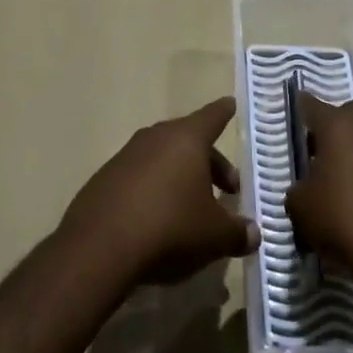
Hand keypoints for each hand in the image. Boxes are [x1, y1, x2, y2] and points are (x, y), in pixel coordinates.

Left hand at [60, 98, 260, 288]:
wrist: (99, 248)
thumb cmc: (170, 228)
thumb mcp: (214, 236)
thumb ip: (238, 233)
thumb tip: (253, 234)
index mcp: (186, 139)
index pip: (212, 117)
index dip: (224, 112)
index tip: (230, 103)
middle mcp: (155, 138)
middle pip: (188, 140)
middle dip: (210, 161)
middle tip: (228, 187)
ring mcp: (125, 157)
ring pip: (162, 158)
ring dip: (180, 177)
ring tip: (192, 207)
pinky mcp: (104, 180)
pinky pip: (138, 178)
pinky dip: (153, 191)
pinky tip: (157, 221)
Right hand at [285, 92, 352, 284]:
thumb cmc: (340, 214)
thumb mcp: (300, 205)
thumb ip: (297, 187)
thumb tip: (306, 187)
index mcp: (336, 123)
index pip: (309, 104)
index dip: (298, 111)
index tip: (291, 119)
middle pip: (342, 114)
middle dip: (329, 128)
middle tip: (316, 152)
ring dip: (350, 147)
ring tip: (335, 175)